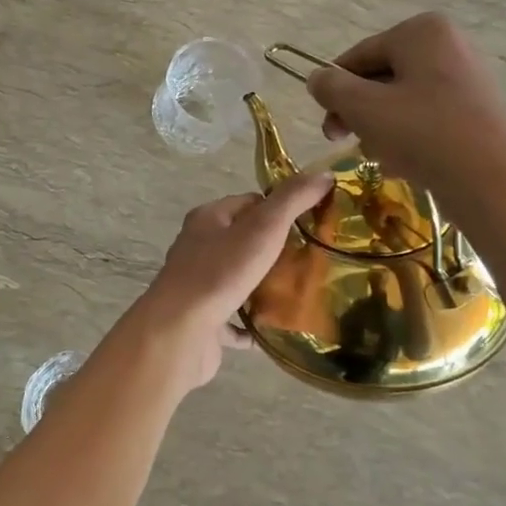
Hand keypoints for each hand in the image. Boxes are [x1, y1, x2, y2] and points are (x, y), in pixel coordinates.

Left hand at [129, 170, 334, 390]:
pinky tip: (275, 329)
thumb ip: (293, 199)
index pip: (248, 203)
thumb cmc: (221, 272)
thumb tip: (324, 174)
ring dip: (263, 286)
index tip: (311, 223)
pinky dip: (252, 324)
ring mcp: (197, 285)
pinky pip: (233, 320)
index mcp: (207, 219)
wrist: (181, 331)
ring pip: (237, 279)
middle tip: (311, 259)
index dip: (279, 209)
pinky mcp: (201, 320)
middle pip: (242, 241)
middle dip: (275, 249)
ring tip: (300, 292)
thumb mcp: (263, 228)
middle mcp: (197, 247)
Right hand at [305, 12, 505, 222]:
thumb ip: (331, 87)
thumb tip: (317, 78)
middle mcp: (448, 45)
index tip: (327, 126)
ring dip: (379, 128)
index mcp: (422, 32)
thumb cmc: (423, 134)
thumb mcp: (362, 107)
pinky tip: (403, 163)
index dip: (334, 90)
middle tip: (344, 142)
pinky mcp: (475, 111)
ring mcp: (466, 78)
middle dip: (358, 112)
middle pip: (380, 78)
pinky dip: (407, 137)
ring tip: (380, 156)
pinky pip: (426, 117)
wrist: (493, 183)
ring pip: (400, 101)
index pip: (358, 56)